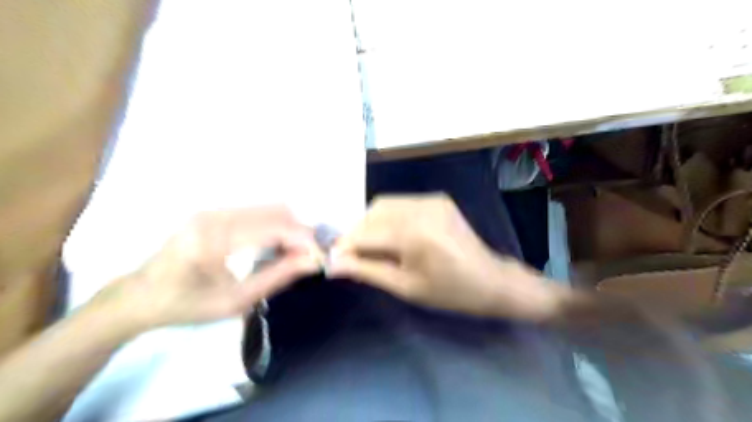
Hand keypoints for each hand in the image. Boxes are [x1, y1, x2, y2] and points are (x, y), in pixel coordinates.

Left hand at [91, 204, 318, 332]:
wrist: (140, 296)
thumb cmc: (186, 306)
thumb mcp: (236, 301)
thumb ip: (277, 277)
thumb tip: (312, 261)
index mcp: (214, 240)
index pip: (274, 228)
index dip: (304, 239)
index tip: (321, 256)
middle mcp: (215, 215)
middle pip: (276, 211)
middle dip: (300, 232)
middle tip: (309, 257)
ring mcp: (213, 209)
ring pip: (270, 208)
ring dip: (289, 227)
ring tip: (295, 253)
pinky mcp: (214, 211)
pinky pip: (257, 211)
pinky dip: (275, 225)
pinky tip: (275, 244)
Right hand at [330, 196, 563, 320]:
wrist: (490, 280)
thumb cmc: (449, 292)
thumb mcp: (405, 287)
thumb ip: (366, 271)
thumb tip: (333, 263)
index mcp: (415, 234)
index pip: (366, 234)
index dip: (344, 245)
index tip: (331, 258)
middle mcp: (421, 208)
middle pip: (372, 213)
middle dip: (357, 233)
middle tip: (353, 256)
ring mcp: (431, 199)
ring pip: (384, 205)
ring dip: (371, 224)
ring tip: (374, 247)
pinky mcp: (436, 198)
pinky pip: (401, 204)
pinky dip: (389, 218)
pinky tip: (394, 236)